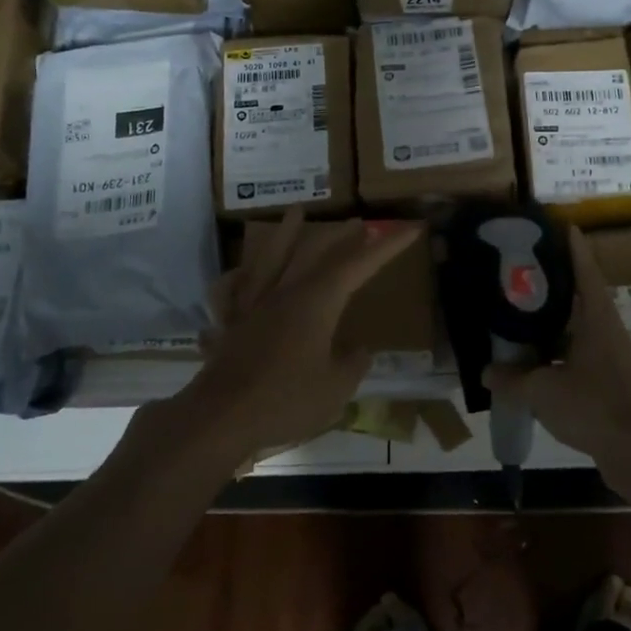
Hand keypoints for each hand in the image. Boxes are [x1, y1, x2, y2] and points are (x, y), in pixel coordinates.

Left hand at [175, 208, 420, 462]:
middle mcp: (283, 293)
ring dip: (285, 234)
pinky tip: (240, 273)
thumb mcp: (336, 389)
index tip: (409, 229)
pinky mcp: (228, 325)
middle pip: (313, 253)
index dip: (387, 247)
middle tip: (358, 222)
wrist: (221, 418)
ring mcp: (251, 306)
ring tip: (295, 212)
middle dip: (339, 236)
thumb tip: (359, 350)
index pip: (358, 266)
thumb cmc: (286, 400)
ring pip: (269, 259)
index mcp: (316, 302)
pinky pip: (229, 292)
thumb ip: (353, 365)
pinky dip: (235, 279)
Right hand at [484, 227, 630, 479]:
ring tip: (520, 316)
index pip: (585, 272)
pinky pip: (578, 358)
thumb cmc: (595, 406)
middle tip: (522, 272)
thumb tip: (486, 371)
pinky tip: (534, 364)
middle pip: (580, 299)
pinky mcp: (610, 384)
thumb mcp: (543, 390)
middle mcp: (607, 332)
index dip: (573, 248)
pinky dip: (556, 355)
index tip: (562, 226)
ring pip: (578, 331)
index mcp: (597, 319)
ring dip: (554, 324)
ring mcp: (611, 359)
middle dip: (554, 285)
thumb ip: (512, 379)